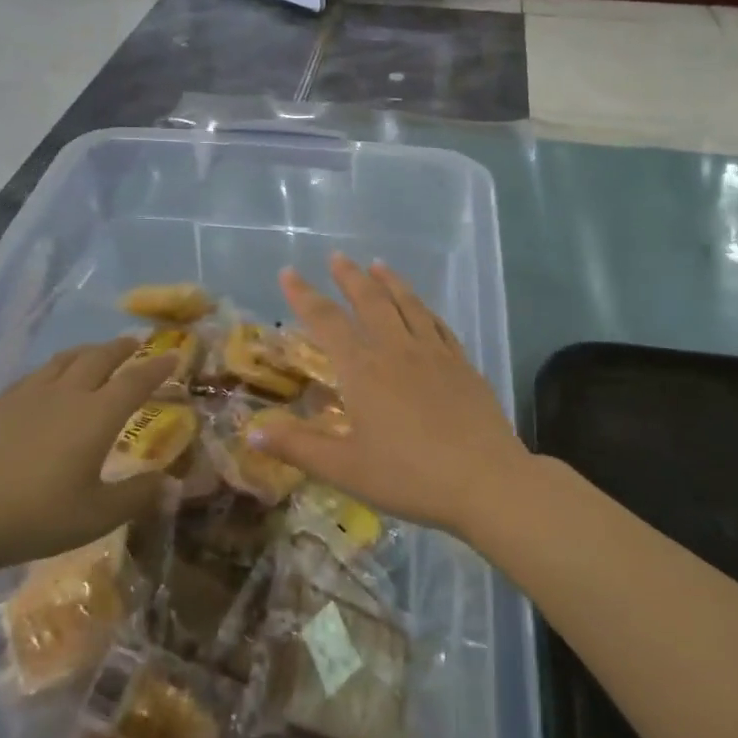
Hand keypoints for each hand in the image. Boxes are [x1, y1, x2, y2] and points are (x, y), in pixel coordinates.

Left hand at [0, 339, 175, 575]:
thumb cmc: (37, 516)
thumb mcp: (97, 516)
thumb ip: (137, 496)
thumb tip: (169, 483)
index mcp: (97, 415)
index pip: (136, 381)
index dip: (157, 367)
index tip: (173, 356)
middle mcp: (67, 394)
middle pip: (100, 358)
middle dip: (122, 349)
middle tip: (135, 344)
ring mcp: (29, 394)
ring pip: (65, 359)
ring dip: (88, 351)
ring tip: (96, 353)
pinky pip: (36, 374)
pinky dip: (54, 368)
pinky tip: (49, 381)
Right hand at [252, 254, 533, 536]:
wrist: (486, 480)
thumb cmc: (409, 477)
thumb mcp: (345, 470)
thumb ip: (298, 448)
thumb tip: (251, 432)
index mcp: (363, 371)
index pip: (326, 321)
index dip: (304, 295)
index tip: (288, 272)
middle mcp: (397, 350)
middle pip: (369, 300)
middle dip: (349, 276)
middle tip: (337, 257)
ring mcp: (434, 353)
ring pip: (407, 304)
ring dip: (389, 281)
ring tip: (377, 264)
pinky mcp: (462, 363)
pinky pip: (438, 323)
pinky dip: (423, 306)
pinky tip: (422, 306)